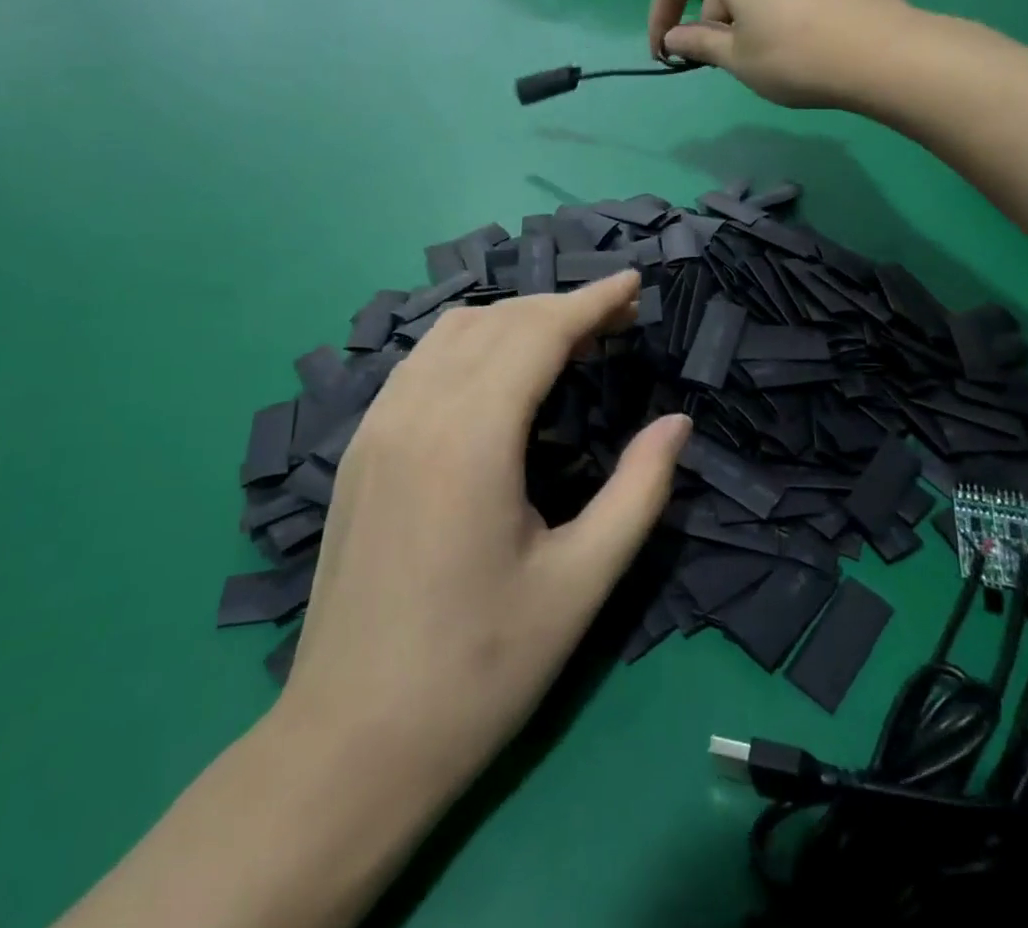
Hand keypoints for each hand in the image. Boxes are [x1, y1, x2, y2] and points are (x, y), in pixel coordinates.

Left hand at [282, 270, 690, 807]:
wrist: (350, 743)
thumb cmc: (479, 670)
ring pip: (451, 333)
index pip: (538, 332)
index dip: (592, 301)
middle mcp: (415, 410)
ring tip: (566, 338)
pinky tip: (497, 374)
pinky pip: (420, 362)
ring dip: (513, 319)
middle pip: (497, 321)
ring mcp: (376, 425)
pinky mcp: (358, 448)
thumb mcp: (579, 585)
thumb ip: (638, 492)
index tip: (636, 283)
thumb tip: (677, 423)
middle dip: (562, 306)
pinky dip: (470, 343)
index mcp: (470, 436)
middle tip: (617, 319)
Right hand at [648, 0, 913, 108]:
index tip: (664, 55)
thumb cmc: (796, 58)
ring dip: (738, 10)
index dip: (659, 18)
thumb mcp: (737, 59)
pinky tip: (793, 36)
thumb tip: (673, 38)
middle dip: (703, 15)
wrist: (886, 53)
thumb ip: (698, 43)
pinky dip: (770, 3)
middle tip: (715, 56)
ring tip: (757, 50)